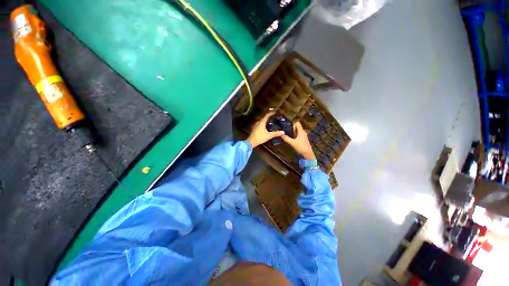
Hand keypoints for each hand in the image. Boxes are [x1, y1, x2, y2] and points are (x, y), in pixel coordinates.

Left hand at [247, 112, 284, 147]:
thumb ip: (276, 133)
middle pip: (264, 118)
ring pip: (262, 121)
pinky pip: (260, 124)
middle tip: (274, 117)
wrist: (251, 142)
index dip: (271, 113)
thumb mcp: (269, 136)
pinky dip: (264, 124)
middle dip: (269, 117)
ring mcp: (256, 125)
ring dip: (266, 120)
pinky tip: (266, 127)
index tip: (275, 112)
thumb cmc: (260, 137)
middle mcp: (258, 122)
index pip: (267, 115)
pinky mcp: (255, 128)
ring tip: (271, 121)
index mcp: (262, 122)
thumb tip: (283, 132)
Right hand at [281, 122, 315, 159]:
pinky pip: (299, 136)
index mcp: (301, 131)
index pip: (297, 123)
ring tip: (287, 135)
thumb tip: (280, 134)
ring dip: (293, 133)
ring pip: (298, 132)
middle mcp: (303, 133)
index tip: (287, 127)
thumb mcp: (292, 143)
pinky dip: (295, 136)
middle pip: (297, 127)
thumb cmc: (300, 147)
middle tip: (285, 131)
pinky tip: (291, 140)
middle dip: (292, 128)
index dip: (292, 123)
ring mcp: (304, 137)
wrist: (308, 155)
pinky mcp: (303, 141)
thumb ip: (286, 138)